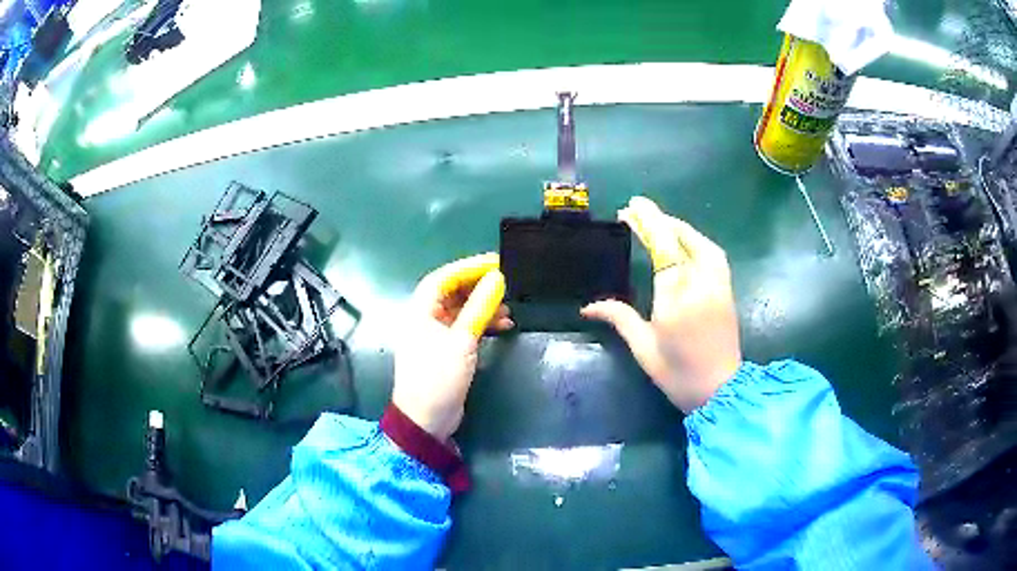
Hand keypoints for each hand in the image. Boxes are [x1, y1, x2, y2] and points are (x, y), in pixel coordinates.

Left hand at [392, 253, 511, 440]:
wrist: (427, 419)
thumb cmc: (438, 377)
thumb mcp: (461, 341)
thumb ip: (479, 308)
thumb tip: (497, 278)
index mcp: (419, 311)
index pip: (443, 278)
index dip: (469, 267)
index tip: (495, 263)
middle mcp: (424, 318)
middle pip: (452, 292)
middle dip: (478, 286)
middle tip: (505, 282)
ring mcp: (434, 335)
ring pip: (460, 310)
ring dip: (482, 306)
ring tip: (509, 306)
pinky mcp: (445, 350)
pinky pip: (463, 327)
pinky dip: (481, 323)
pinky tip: (502, 325)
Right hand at [581, 197, 741, 412]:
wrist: (721, 391)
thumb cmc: (678, 374)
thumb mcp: (644, 349)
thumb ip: (620, 319)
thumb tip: (589, 305)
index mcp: (676, 299)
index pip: (662, 249)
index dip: (647, 225)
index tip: (630, 208)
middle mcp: (700, 285)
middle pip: (682, 240)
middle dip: (660, 220)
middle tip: (638, 209)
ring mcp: (718, 286)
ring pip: (702, 244)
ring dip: (680, 228)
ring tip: (660, 222)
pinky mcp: (727, 291)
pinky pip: (713, 255)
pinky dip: (696, 241)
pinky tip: (685, 243)